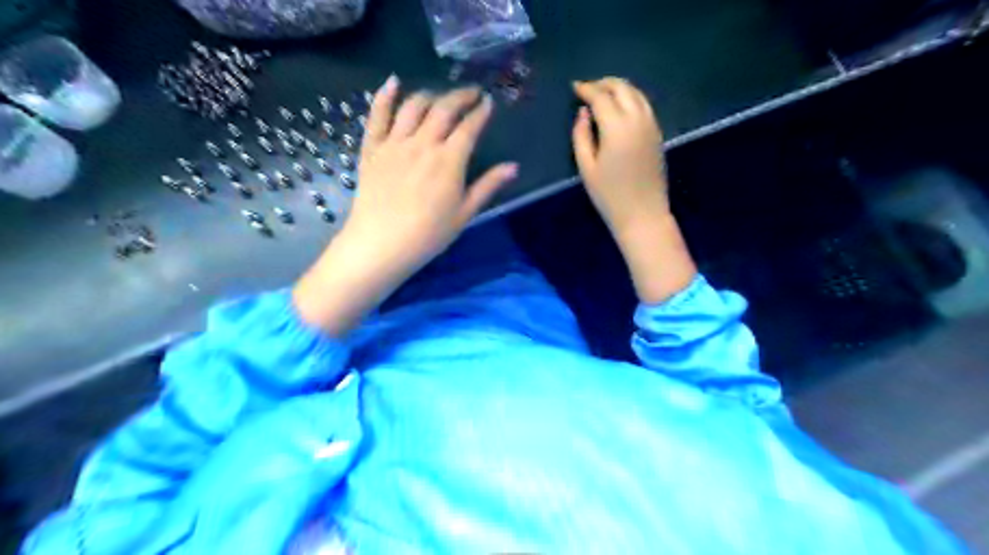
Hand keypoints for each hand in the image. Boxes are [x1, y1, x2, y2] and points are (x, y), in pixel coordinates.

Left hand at [294, 75, 517, 334]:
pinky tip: (393, 82)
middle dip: (460, 96)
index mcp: (449, 160)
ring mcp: (394, 143)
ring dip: (431, 95)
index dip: (481, 112)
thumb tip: (513, 166)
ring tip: (440, 97)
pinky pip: (377, 115)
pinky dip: (385, 95)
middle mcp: (423, 143)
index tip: (489, 103)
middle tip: (472, 93)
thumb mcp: (464, 213)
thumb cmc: (428, 234)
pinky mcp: (372, 148)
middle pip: (443, 108)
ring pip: (413, 106)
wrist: (381, 244)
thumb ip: (488, 186)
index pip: (469, 127)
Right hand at [572, 79, 692, 303]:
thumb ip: (581, 135)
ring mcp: (651, 125)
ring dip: (619, 88)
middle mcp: (637, 119)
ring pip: (637, 93)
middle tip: (588, 88)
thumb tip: (583, 113)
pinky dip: (631, 99)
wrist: (643, 214)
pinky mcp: (658, 133)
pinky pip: (644, 105)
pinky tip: (620, 108)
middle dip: (604, 83)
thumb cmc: (609, 196)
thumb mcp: (586, 167)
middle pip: (622, 88)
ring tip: (603, 95)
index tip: (574, 87)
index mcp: (617, 127)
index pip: (601, 96)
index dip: (586, 88)